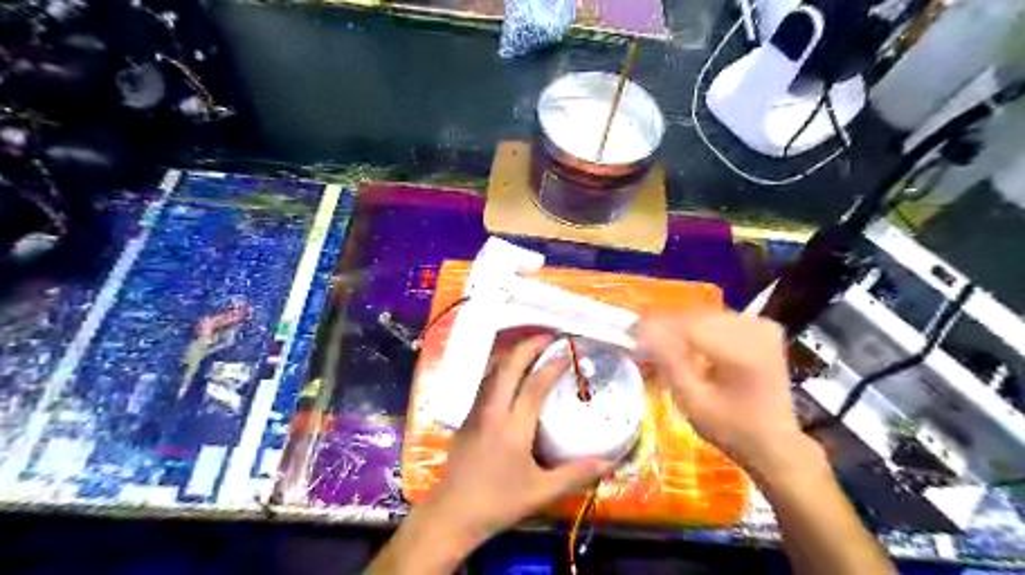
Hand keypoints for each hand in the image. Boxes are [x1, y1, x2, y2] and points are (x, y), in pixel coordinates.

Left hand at [412, 336, 610, 552]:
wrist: (452, 512)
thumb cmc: (498, 502)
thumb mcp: (541, 491)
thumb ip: (576, 474)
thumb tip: (609, 461)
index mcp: (513, 427)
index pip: (534, 384)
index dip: (552, 365)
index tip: (568, 354)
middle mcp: (493, 411)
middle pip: (509, 366)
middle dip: (529, 345)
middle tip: (551, 337)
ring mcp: (476, 410)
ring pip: (493, 370)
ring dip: (513, 353)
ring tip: (534, 348)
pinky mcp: (468, 415)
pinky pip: (486, 381)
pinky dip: (502, 367)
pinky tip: (511, 373)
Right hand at [633, 313, 809, 473]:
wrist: (774, 442)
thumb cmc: (730, 428)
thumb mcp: (692, 401)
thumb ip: (669, 363)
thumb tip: (644, 331)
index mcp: (742, 352)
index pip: (688, 326)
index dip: (657, 327)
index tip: (631, 333)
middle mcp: (756, 330)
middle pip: (697, 318)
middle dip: (667, 328)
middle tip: (643, 341)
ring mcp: (762, 326)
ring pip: (706, 316)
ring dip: (682, 328)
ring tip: (661, 344)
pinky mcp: (764, 328)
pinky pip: (720, 320)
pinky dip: (700, 330)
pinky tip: (689, 346)